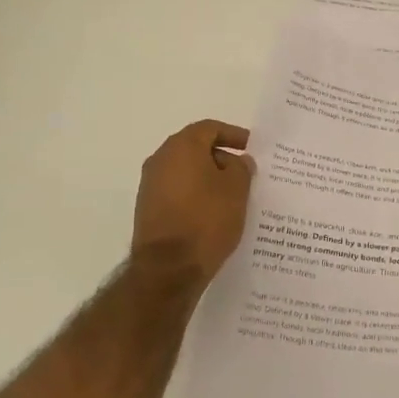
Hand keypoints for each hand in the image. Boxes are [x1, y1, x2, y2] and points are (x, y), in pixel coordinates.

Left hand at [131, 120, 255, 280]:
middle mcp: (160, 159)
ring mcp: (150, 185)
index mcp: (181, 146)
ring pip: (184, 171)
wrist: (167, 269)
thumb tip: (237, 160)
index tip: (250, 146)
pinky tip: (212, 211)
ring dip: (207, 177)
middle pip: (194, 147)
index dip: (232, 134)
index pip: (209, 128)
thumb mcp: (236, 190)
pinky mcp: (147, 209)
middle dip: (220, 156)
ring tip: (231, 194)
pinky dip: (195, 194)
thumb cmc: (206, 220)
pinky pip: (176, 191)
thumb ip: (241, 168)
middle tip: (243, 171)